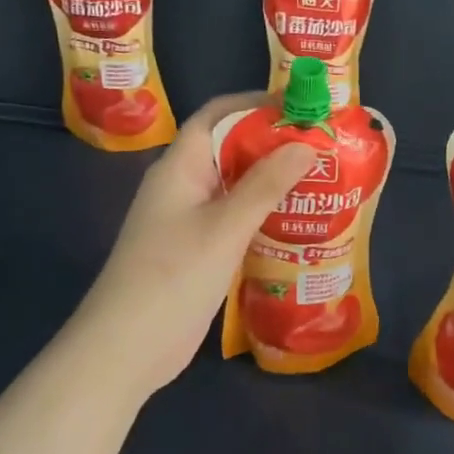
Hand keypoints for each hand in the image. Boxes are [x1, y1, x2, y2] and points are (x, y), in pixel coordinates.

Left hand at [68, 93, 316, 395]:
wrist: (127, 348)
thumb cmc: (173, 277)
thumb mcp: (225, 227)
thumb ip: (266, 185)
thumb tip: (306, 144)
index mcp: (179, 166)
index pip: (218, 115)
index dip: (258, 104)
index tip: (304, 107)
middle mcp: (184, 186)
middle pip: (230, 148)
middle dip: (275, 144)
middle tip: (325, 148)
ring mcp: (190, 220)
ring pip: (236, 186)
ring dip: (273, 181)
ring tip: (322, 182)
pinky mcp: (199, 250)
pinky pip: (236, 218)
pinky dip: (264, 214)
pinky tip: (298, 224)